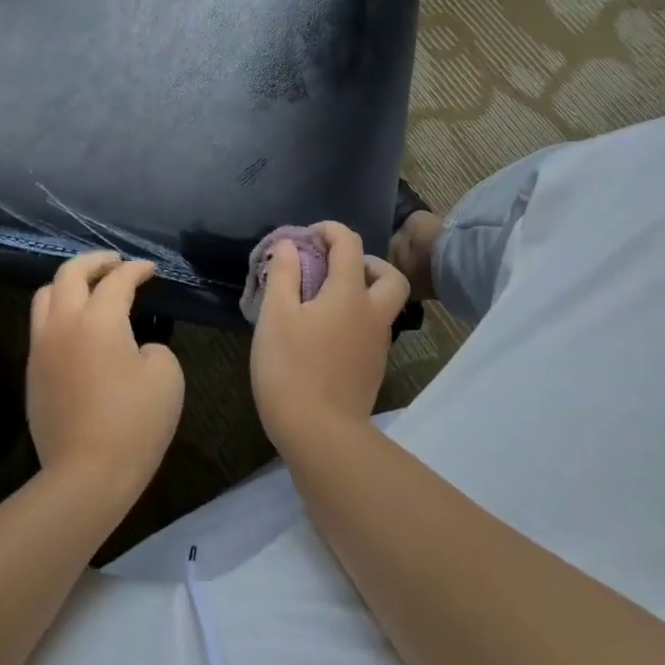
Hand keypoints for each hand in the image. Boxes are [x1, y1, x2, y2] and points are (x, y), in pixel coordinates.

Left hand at [26, 251, 184, 499]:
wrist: (86, 475)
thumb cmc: (134, 424)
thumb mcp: (166, 376)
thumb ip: (152, 346)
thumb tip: (133, 346)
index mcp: (98, 320)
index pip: (117, 280)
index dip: (136, 270)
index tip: (151, 269)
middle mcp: (63, 324)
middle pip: (69, 273)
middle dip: (95, 261)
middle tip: (115, 262)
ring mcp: (42, 348)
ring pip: (46, 296)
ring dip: (69, 283)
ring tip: (90, 287)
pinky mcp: (33, 372)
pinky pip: (41, 325)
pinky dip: (59, 311)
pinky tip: (77, 325)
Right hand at [250, 222, 410, 452]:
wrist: (319, 434)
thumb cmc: (291, 368)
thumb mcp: (275, 316)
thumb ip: (283, 274)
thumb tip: (290, 245)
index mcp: (349, 294)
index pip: (350, 244)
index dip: (330, 230)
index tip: (306, 236)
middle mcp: (373, 314)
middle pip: (389, 276)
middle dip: (365, 262)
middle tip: (335, 268)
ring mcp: (378, 344)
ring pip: (384, 305)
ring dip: (363, 291)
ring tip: (324, 300)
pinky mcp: (374, 368)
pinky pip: (373, 329)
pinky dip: (357, 318)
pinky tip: (326, 332)